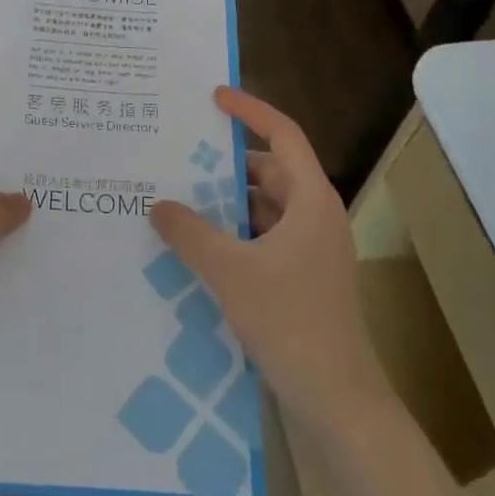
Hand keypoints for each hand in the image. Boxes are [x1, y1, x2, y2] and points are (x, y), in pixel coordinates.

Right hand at [149, 88, 389, 430]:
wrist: (335, 399)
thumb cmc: (289, 321)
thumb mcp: (230, 271)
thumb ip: (190, 233)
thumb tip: (158, 205)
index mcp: (311, 200)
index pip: (283, 135)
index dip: (250, 110)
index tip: (214, 96)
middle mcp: (315, 216)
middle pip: (270, 171)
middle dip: (227, 163)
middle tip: (181, 155)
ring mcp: (310, 250)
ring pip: (264, 208)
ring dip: (227, 202)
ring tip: (179, 197)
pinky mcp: (301, 278)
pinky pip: (262, 237)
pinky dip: (233, 233)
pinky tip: (197, 245)